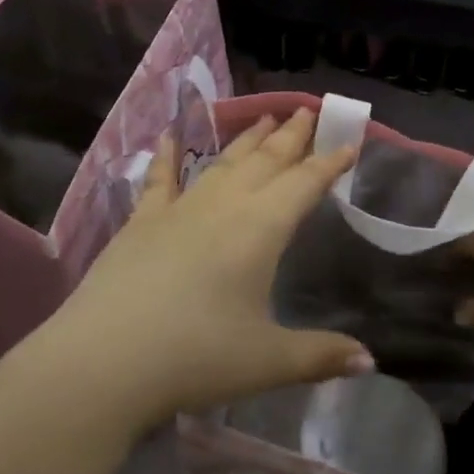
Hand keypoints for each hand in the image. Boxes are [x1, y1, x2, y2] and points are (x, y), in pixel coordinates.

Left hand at [23, 110, 370, 434]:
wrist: (103, 362)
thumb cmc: (196, 357)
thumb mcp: (268, 362)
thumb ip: (321, 355)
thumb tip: (370, 362)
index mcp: (261, 229)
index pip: (304, 185)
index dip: (330, 163)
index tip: (349, 142)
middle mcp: (223, 207)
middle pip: (265, 162)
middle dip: (291, 137)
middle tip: (308, 111)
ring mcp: (178, 210)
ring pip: (222, 163)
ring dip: (246, 140)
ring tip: (264, 118)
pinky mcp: (141, 223)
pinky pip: (159, 179)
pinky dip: (165, 154)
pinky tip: (167, 134)